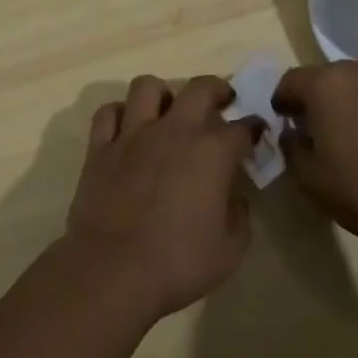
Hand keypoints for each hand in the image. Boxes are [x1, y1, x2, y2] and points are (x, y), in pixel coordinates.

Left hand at [61, 75, 254, 324]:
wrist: (112, 271)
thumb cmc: (177, 263)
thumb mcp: (229, 252)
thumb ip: (239, 218)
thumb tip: (235, 200)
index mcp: (212, 152)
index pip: (243, 127)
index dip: (253, 127)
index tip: (256, 132)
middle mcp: (174, 130)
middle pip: (199, 88)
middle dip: (216, 89)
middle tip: (220, 101)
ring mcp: (133, 134)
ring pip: (147, 86)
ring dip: (162, 93)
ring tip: (167, 110)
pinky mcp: (100, 147)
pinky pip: (108, 112)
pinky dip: (119, 114)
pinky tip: (126, 128)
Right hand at [273, 61, 357, 249]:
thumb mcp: (312, 179)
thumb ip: (291, 149)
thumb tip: (292, 134)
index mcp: (325, 84)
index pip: (290, 81)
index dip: (281, 102)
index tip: (283, 124)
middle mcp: (356, 71)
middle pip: (323, 78)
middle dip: (314, 100)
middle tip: (314, 132)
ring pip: (355, 86)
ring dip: (345, 104)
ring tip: (348, 137)